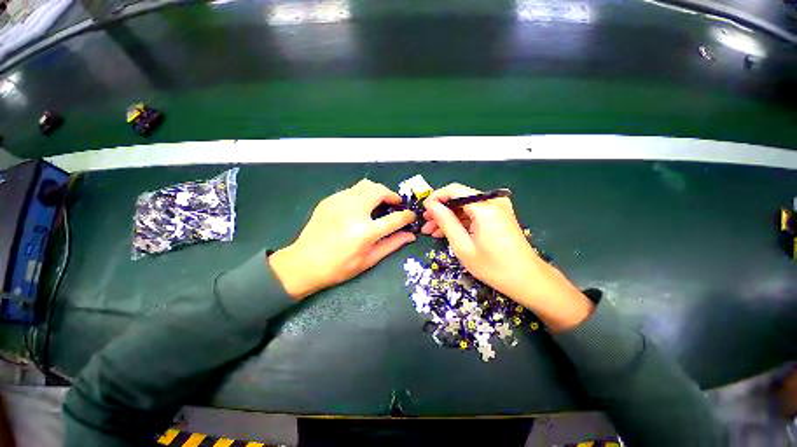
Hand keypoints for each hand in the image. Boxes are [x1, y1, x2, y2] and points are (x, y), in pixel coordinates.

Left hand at [269, 179, 416, 298]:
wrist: (303, 263)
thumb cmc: (338, 267)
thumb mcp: (369, 260)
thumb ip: (392, 244)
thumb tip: (411, 235)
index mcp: (365, 231)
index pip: (395, 218)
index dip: (407, 216)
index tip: (411, 216)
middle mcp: (353, 211)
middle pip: (380, 191)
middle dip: (393, 196)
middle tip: (395, 204)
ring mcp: (339, 202)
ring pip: (366, 185)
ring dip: (377, 191)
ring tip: (379, 202)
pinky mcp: (329, 199)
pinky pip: (352, 190)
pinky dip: (362, 194)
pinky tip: (360, 207)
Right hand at [421, 183, 542, 304]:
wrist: (527, 279)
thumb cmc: (493, 267)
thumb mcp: (463, 246)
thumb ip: (446, 222)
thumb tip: (432, 206)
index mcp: (485, 207)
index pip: (454, 190)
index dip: (436, 198)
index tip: (424, 210)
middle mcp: (493, 201)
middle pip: (460, 198)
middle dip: (441, 210)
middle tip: (425, 223)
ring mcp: (497, 208)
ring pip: (465, 207)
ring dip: (448, 217)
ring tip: (432, 231)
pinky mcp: (498, 215)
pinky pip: (474, 214)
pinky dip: (460, 222)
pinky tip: (448, 232)